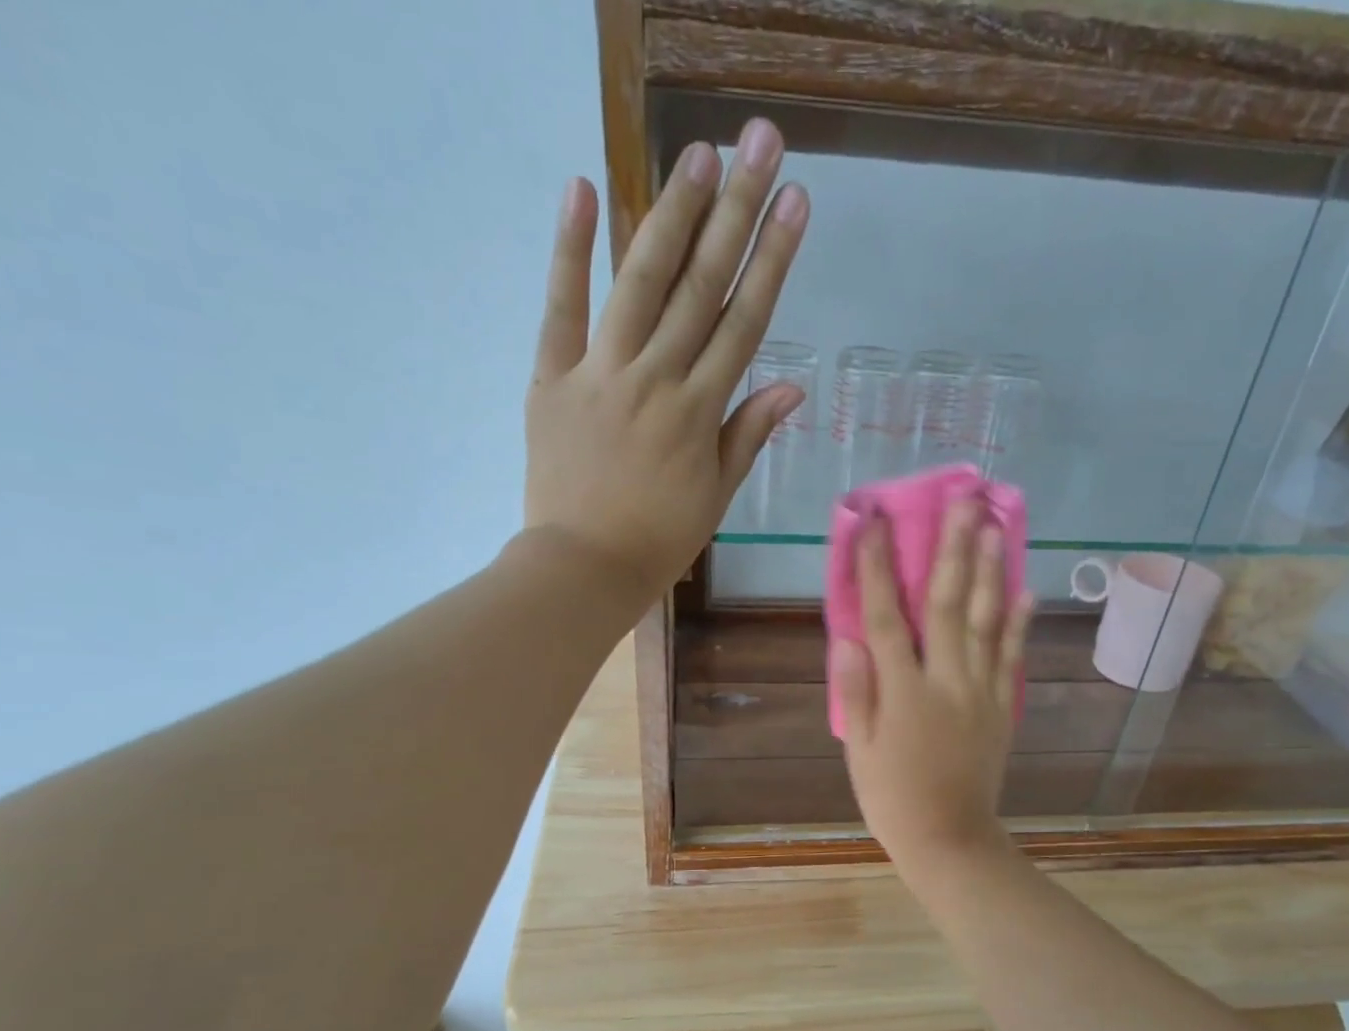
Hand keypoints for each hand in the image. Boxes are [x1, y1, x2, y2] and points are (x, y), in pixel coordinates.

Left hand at [523, 119, 809, 605]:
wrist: (584, 567)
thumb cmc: (658, 541)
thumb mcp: (716, 497)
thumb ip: (747, 436)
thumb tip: (790, 388)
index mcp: (699, 412)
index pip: (744, 323)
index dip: (772, 261)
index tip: (796, 204)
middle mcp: (655, 379)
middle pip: (701, 287)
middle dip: (736, 213)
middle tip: (761, 145)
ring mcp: (600, 373)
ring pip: (640, 282)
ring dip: (671, 214)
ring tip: (699, 155)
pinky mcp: (552, 377)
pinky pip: (560, 307)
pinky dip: (569, 249)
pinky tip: (581, 188)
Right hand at [832, 497, 1034, 873]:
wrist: (950, 839)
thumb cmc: (893, 798)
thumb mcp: (860, 751)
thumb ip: (856, 693)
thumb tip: (847, 639)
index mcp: (903, 692)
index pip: (886, 619)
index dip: (879, 569)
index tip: (875, 523)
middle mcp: (946, 681)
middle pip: (949, 605)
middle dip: (953, 549)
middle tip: (963, 500)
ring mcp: (981, 691)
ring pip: (987, 621)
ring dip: (991, 571)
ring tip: (995, 526)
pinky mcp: (1001, 707)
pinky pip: (1012, 656)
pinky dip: (1018, 622)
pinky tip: (1024, 589)